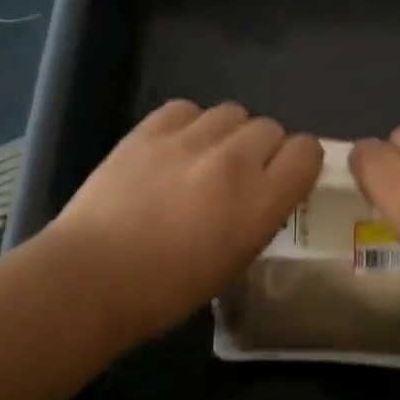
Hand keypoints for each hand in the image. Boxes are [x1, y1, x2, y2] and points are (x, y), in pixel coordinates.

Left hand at [40, 100, 322, 342]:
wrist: (93, 277)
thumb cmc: (167, 290)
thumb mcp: (235, 260)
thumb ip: (260, 215)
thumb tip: (263, 191)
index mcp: (260, 201)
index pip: (306, 151)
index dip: (299, 161)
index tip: (285, 176)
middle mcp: (234, 160)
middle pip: (270, 127)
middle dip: (263, 149)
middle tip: (239, 175)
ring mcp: (190, 139)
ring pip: (232, 112)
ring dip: (228, 133)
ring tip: (205, 157)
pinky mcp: (150, 129)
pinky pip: (187, 108)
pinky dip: (189, 124)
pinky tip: (174, 148)